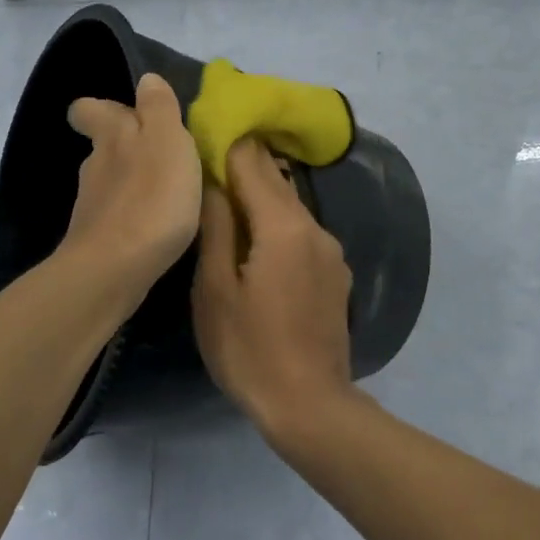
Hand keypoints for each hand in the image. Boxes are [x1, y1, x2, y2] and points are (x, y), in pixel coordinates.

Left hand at [62, 73, 202, 294]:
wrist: (115, 269)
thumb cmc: (150, 197)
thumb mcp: (166, 140)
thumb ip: (159, 107)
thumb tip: (146, 79)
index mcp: (112, 135)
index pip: (89, 109)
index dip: (101, 108)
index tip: (125, 113)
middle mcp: (95, 166)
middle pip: (105, 146)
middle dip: (128, 147)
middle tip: (163, 154)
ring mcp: (93, 206)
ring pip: (113, 182)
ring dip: (136, 183)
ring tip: (169, 194)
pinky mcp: (98, 240)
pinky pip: (119, 216)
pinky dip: (135, 215)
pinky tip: (157, 227)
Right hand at [192, 138, 354, 439]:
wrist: (310, 405)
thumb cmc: (249, 349)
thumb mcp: (215, 290)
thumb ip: (217, 228)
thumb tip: (210, 181)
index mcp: (283, 226)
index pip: (253, 164)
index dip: (227, 145)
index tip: (203, 134)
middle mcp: (314, 228)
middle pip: (277, 180)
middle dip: (244, 167)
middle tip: (209, 159)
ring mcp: (331, 251)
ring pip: (291, 207)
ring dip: (261, 197)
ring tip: (226, 199)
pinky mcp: (337, 274)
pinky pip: (303, 234)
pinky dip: (278, 225)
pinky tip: (257, 242)